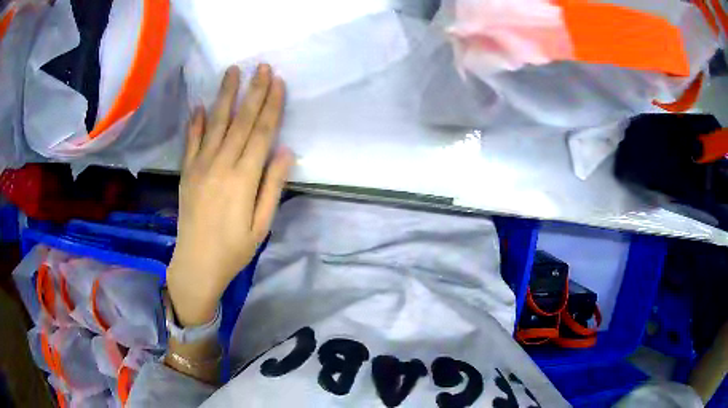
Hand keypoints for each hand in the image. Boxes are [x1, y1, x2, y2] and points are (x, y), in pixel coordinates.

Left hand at [167, 64, 292, 325]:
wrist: (196, 263)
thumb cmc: (234, 248)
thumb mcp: (262, 224)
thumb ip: (273, 186)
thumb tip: (287, 151)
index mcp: (244, 178)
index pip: (261, 132)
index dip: (271, 105)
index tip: (278, 82)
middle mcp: (221, 164)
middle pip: (241, 121)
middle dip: (253, 92)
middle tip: (261, 67)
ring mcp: (200, 166)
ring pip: (216, 124)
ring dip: (225, 96)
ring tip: (232, 72)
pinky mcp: (187, 172)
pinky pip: (191, 142)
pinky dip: (195, 123)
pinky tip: (199, 106)